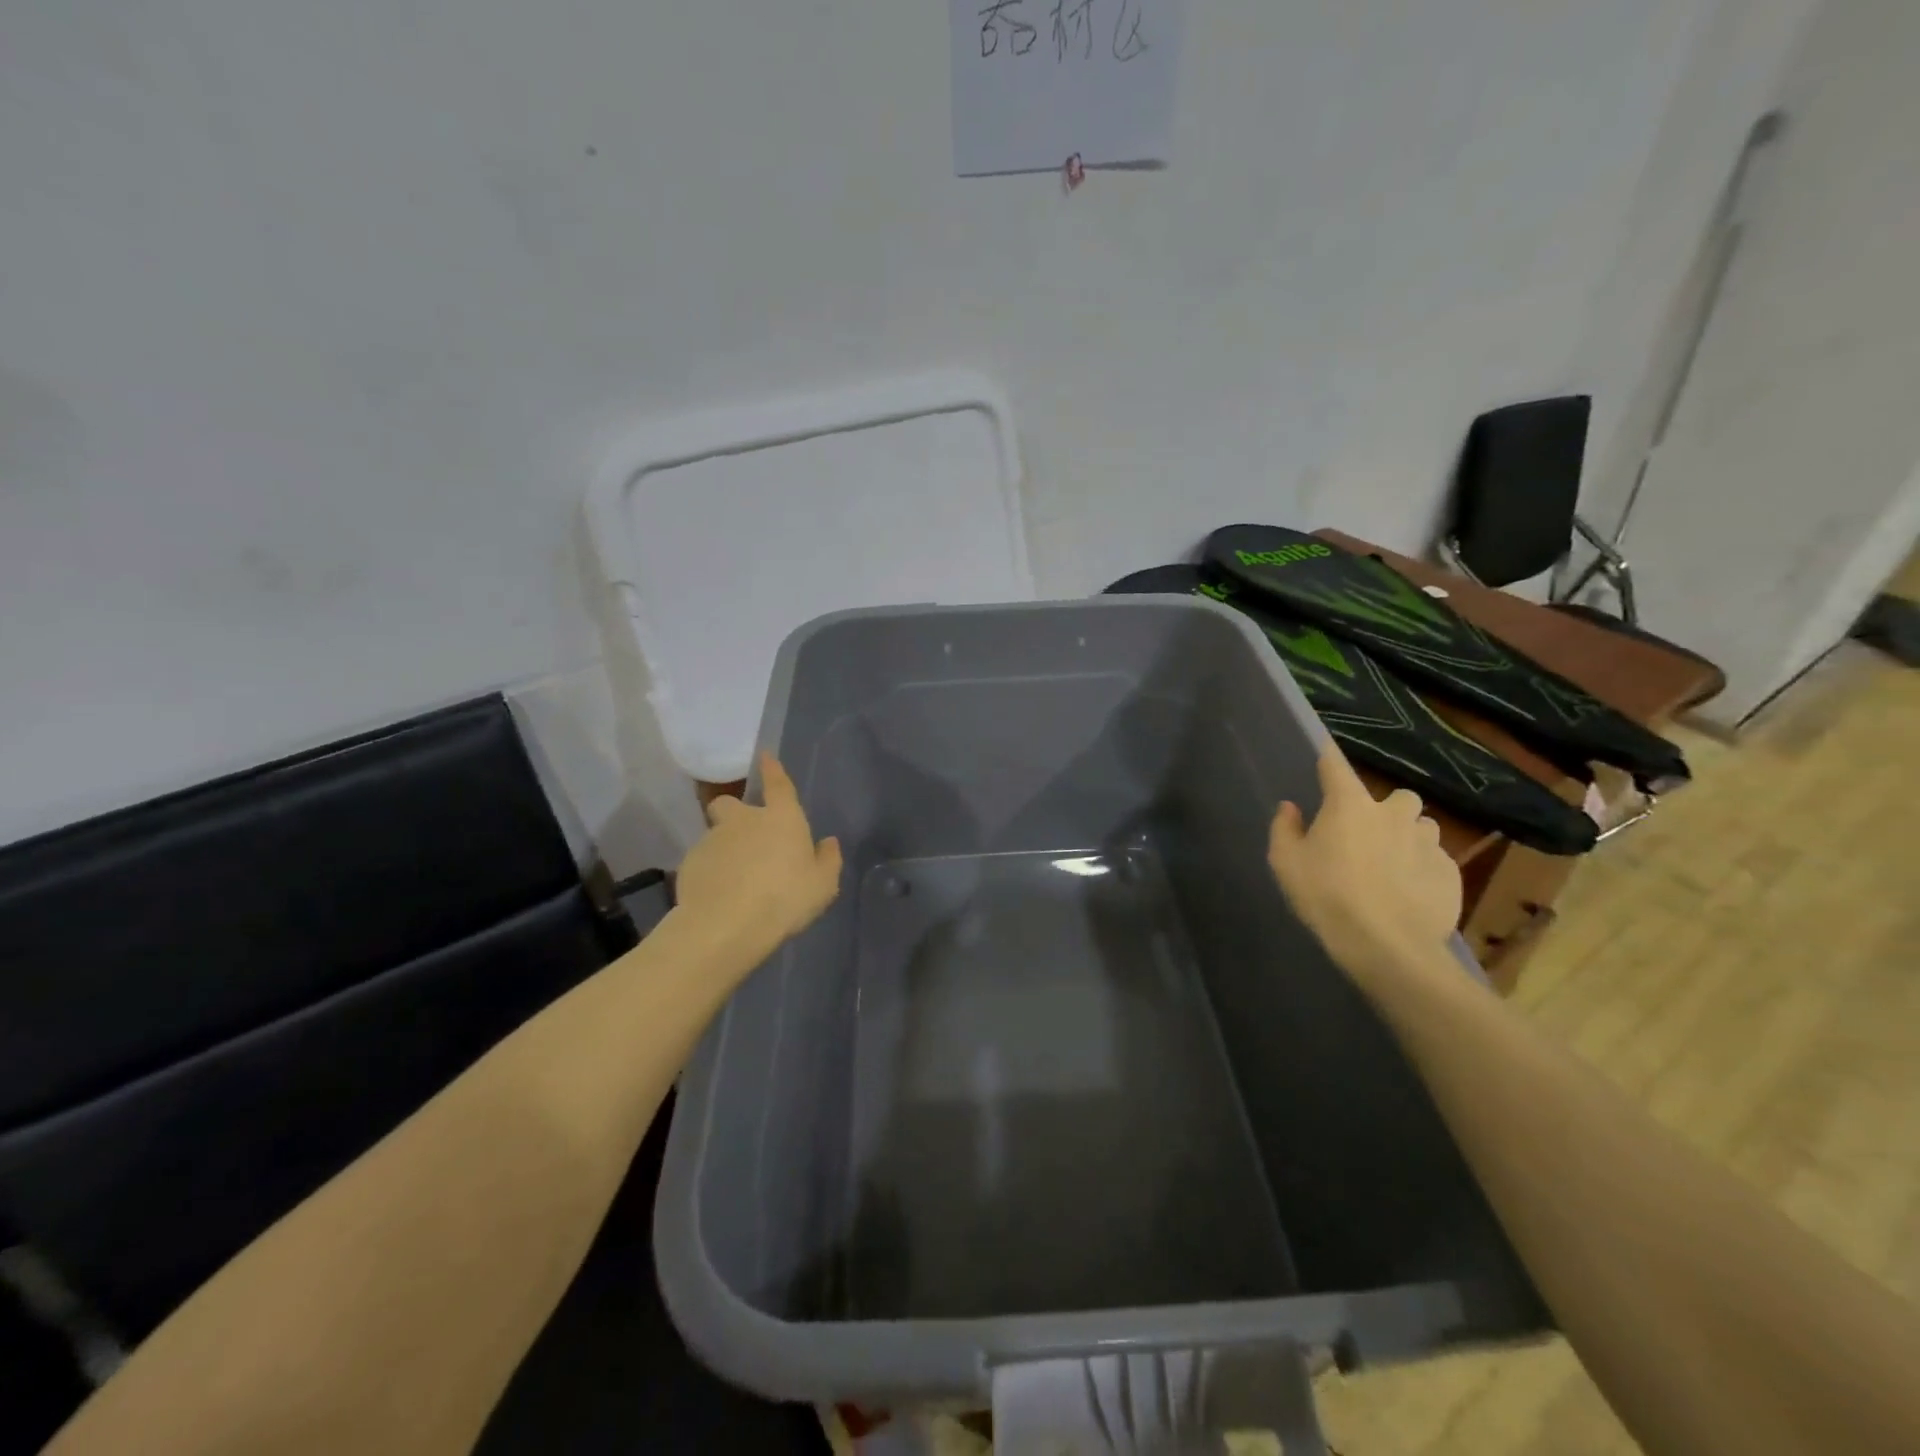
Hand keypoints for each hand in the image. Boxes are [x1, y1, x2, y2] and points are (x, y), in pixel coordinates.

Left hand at [674, 753, 842, 973]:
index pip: (778, 783)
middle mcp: (744, 820)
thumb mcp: (822, 885)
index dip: (772, 769)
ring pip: (715, 835)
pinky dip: (710, 873)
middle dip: (734, 812)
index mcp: (781, 818)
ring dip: (724, 848)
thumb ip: (827, 860)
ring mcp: (712, 840)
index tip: (765, 755)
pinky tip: (719, 896)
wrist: (727, 925)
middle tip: (745, 837)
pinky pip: (702, 862)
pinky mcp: (689, 864)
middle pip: (730, 803)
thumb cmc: (785, 899)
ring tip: (735, 879)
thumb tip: (828, 842)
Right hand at [1267, 744, 1462, 984]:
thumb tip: (1290, 808)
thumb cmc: (1327, 897)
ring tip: (1393, 864)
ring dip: (1408, 837)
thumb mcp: (1286, 864)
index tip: (1325, 754)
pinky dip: (1423, 868)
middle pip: (1398, 797)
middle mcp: (1393, 814)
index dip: (1328, 758)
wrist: (1387, 946)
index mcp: (1350, 805)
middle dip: (1386, 810)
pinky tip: (1409, 892)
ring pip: (1422, 827)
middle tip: (1369, 835)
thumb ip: (1285, 829)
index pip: (1336, 766)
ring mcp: (1428, 843)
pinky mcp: (1450, 873)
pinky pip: (1437, 860)